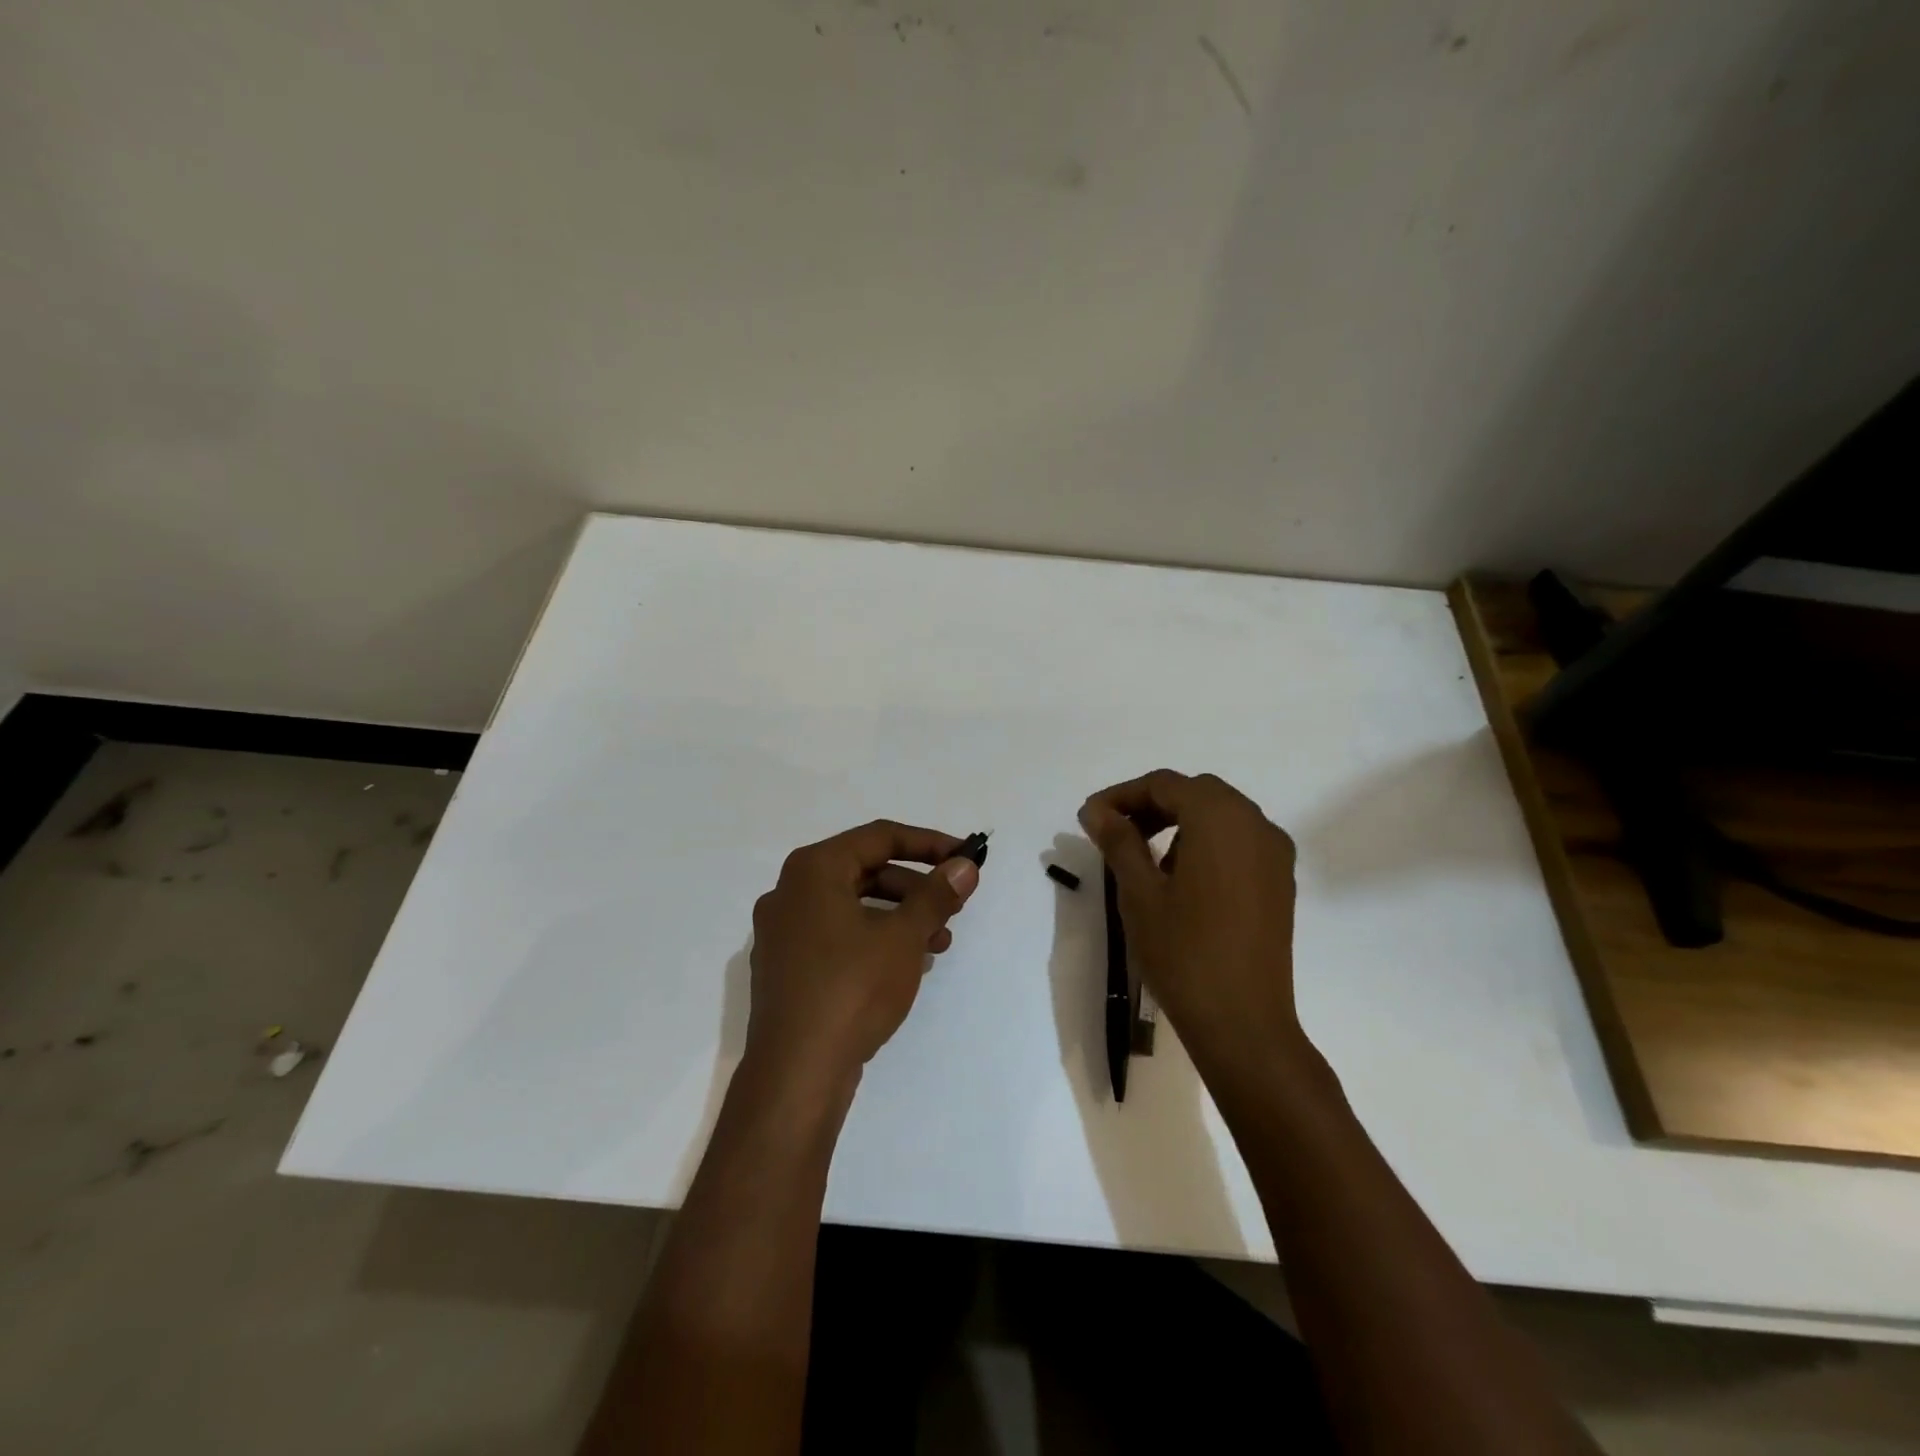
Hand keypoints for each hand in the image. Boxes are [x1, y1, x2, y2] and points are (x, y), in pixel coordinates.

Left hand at [747, 820, 980, 1085]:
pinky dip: (874, 939)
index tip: (965, 858)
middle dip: (916, 887)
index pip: (879, 837)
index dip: (928, 843)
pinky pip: (838, 936)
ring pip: (853, 907)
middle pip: (865, 870)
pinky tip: (907, 964)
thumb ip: (937, 895)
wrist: (796, 1074)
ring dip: (900, 917)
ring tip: (939, 943)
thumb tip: (965, 865)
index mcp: (813, 870)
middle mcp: (790, 892)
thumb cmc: (852, 989)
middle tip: (954, 906)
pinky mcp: (787, 967)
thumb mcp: (904, 937)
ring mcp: (783, 932)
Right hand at [1079, 770, 1301, 1077]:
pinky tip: (1180, 875)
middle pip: (1196, 793)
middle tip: (1113, 831)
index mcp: (1220, 819)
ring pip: (1220, 815)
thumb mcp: (1139, 892)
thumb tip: (1096, 810)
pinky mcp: (1280, 881)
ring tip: (1142, 855)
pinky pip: (1239, 840)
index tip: (1089, 817)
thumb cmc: (1183, 952)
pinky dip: (1205, 841)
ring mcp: (1274, 853)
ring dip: (1179, 821)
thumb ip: (1118, 841)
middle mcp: (1256, 824)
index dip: (1122, 795)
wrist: (1243, 1022)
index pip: (1164, 785)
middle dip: (1151, 804)